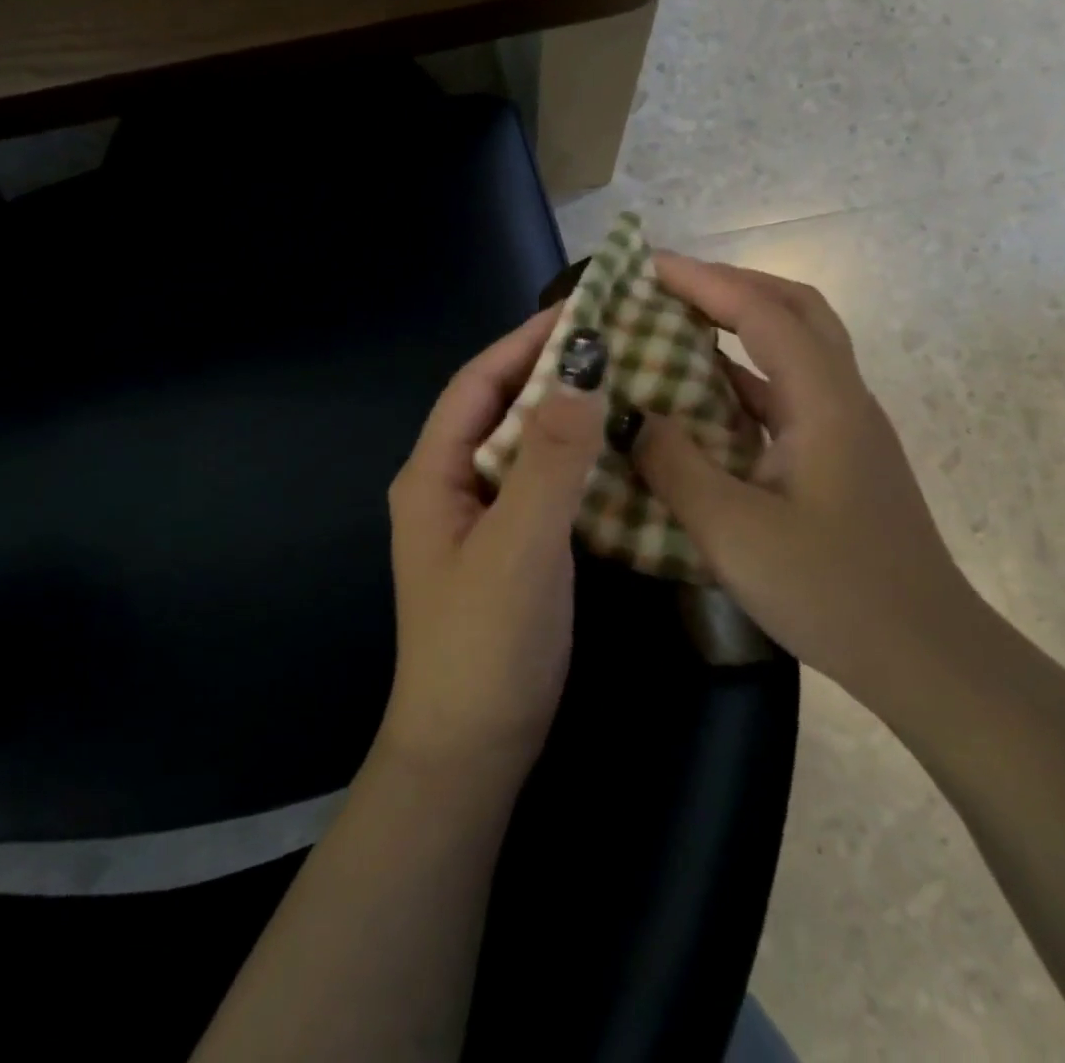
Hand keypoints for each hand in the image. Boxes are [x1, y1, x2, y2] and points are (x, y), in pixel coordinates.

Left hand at [382, 308, 605, 775]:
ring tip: (629, 381)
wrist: (472, 753)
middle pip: (502, 408)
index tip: (583, 310)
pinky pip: (546, 482)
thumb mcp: (520, 545)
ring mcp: (483, 518)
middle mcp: (453, 485)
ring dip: (570, 413)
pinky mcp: (514, 547)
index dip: (525, 341)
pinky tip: (622, 450)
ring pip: (528, 445)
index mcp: (434, 474)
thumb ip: (550, 458)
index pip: (478, 383)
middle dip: (553, 371)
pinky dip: (579, 458)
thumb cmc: (486, 646)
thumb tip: (584, 369)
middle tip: (619, 341)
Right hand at [632, 254, 982, 716]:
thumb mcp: (733, 532)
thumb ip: (675, 466)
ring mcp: (847, 428)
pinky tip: (706, 399)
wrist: (926, 657)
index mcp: (824, 402)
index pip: (762, 313)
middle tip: (672, 287)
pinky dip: (747, 376)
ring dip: (743, 325)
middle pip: (795, 309)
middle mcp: (843, 398)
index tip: (649, 266)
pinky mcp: (842, 457)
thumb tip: (634, 418)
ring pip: (797, 347)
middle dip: (732, 286)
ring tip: (682, 326)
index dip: (704, 282)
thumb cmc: (832, 592)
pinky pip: (790, 392)